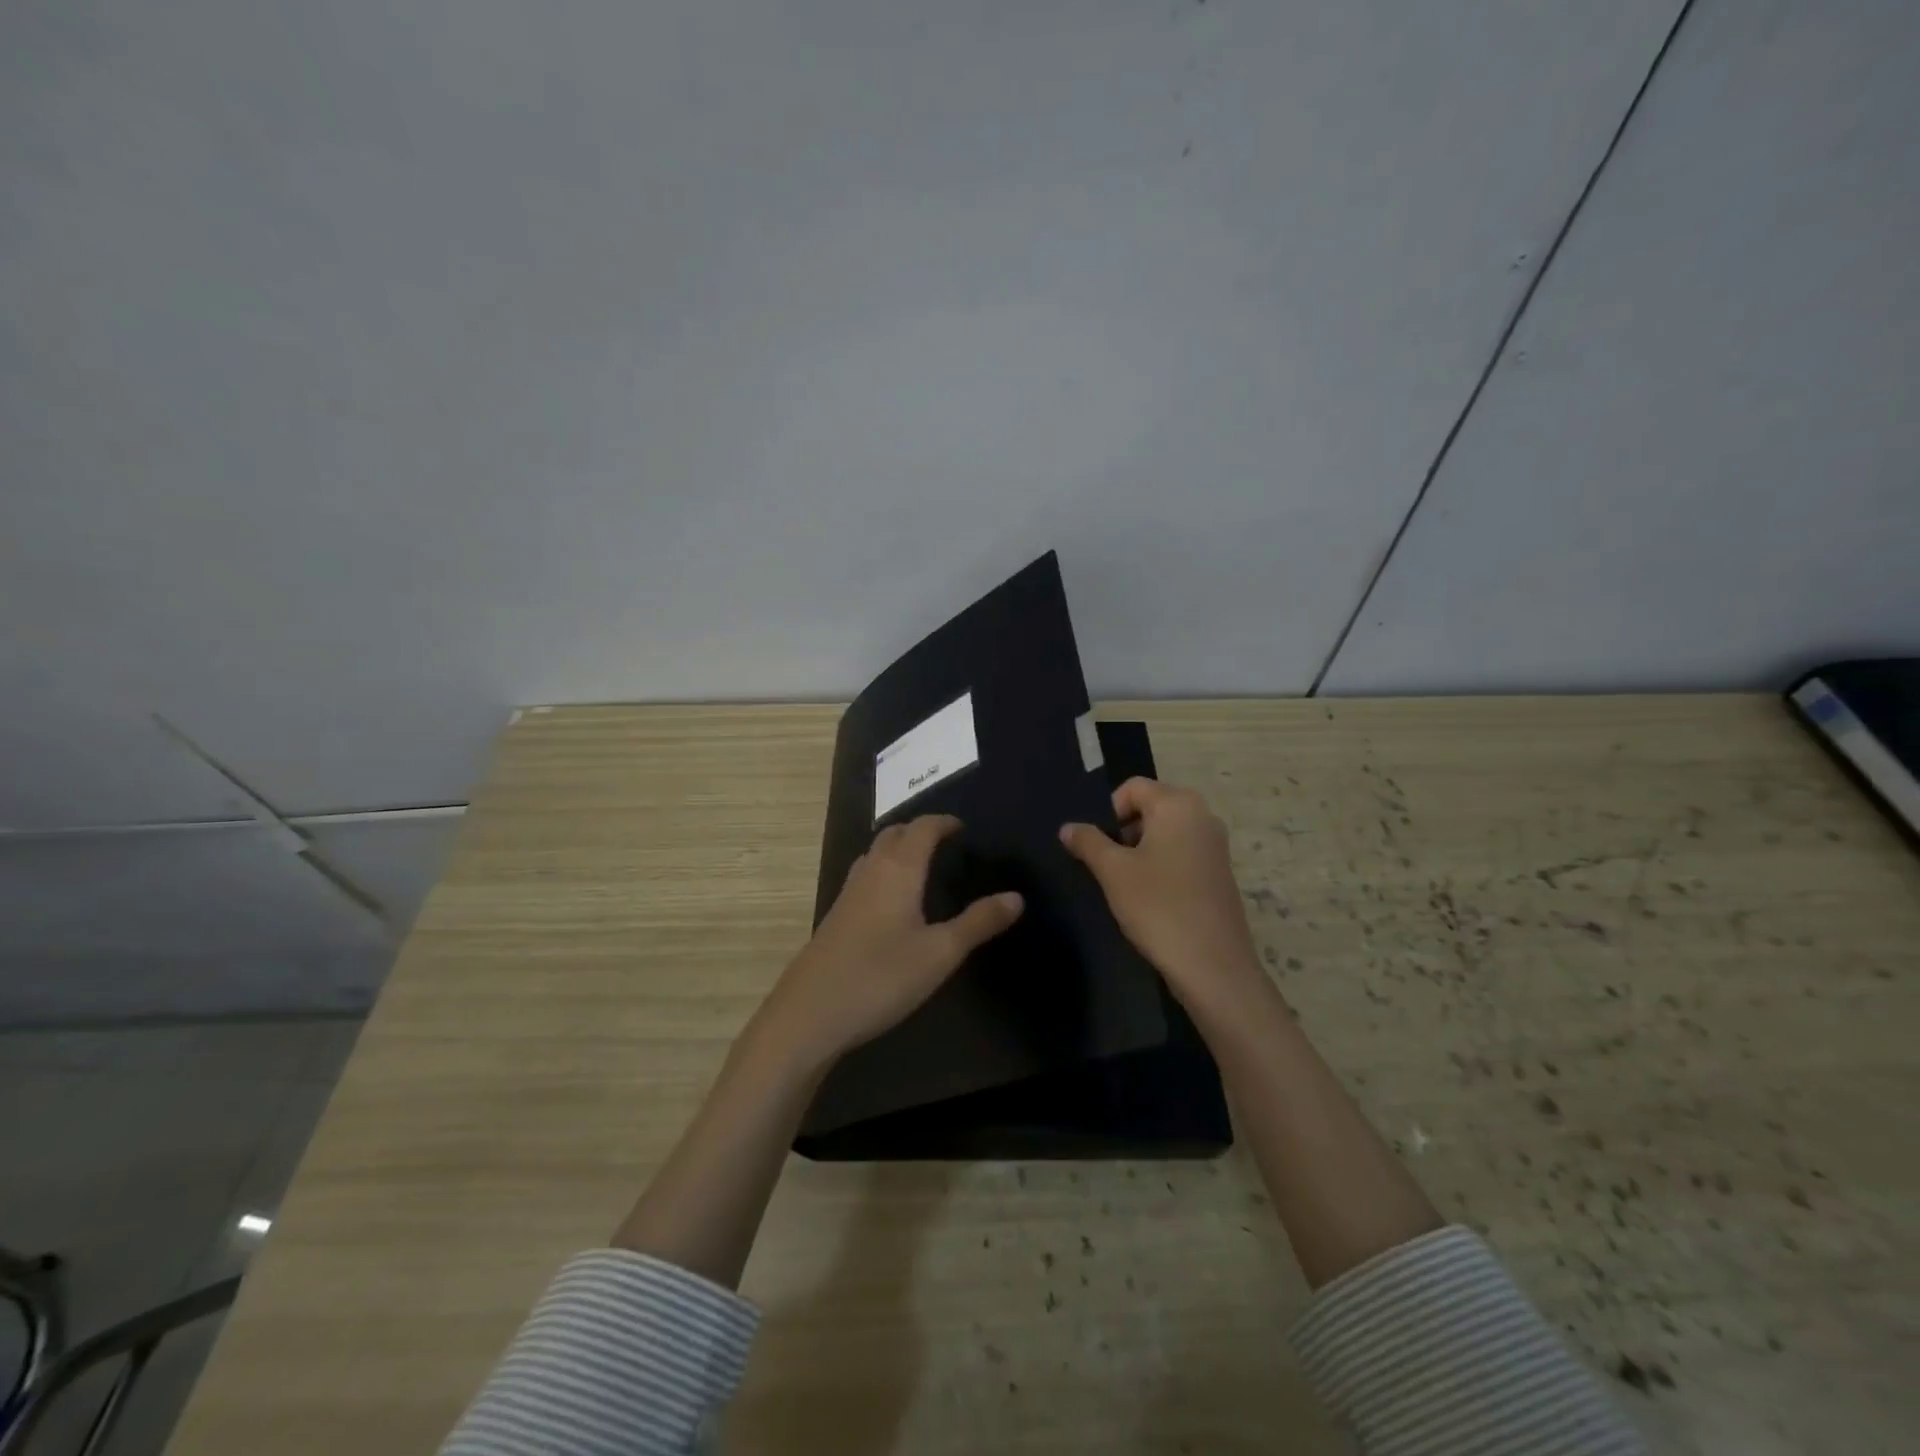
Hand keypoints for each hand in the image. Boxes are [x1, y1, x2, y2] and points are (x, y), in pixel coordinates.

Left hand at [751, 814, 1023, 1073]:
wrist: (810, 1014)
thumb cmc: (881, 978)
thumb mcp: (940, 954)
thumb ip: (979, 923)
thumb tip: (1016, 897)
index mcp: (898, 871)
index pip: (922, 828)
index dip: (944, 822)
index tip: (963, 827)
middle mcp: (870, 872)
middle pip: (894, 833)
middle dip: (920, 830)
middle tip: (945, 842)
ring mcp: (847, 893)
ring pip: (874, 853)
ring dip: (898, 848)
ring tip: (922, 864)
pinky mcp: (836, 916)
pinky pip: (864, 876)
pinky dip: (884, 870)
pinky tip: (892, 901)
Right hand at [1060, 778, 1266, 1017]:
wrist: (1212, 966)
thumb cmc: (1158, 907)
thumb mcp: (1113, 872)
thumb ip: (1088, 842)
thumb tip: (1068, 827)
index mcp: (1178, 805)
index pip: (1133, 788)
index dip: (1108, 812)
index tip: (1097, 847)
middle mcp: (1203, 816)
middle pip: (1151, 807)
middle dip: (1124, 831)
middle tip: (1109, 865)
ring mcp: (1216, 845)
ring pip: (1166, 832)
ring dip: (1141, 850)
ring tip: (1127, 884)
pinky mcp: (1220, 872)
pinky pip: (1182, 853)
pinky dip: (1162, 865)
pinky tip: (1151, 898)